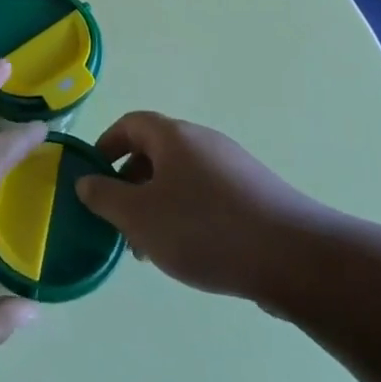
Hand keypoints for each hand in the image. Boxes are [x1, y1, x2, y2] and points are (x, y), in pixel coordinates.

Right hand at [78, 112, 329, 301]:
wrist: (294, 257)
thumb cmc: (204, 229)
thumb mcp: (139, 216)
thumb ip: (105, 197)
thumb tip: (86, 181)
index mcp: (173, 136)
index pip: (129, 123)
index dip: (105, 146)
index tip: (92, 178)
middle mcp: (204, 142)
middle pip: (155, 152)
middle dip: (130, 185)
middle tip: (119, 223)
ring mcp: (233, 167)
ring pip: (181, 178)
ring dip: (157, 205)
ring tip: (152, 249)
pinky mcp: (255, 194)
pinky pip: (207, 195)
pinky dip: (188, 215)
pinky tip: (191, 253)